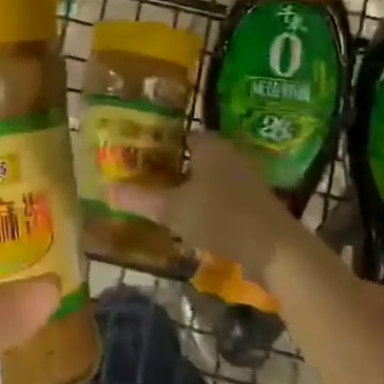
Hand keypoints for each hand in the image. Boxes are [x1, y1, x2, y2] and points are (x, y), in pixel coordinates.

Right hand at [113, 131, 305, 283]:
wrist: (276, 250)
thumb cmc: (220, 217)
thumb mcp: (172, 209)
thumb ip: (140, 198)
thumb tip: (107, 188)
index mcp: (209, 144)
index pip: (179, 133)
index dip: (157, 143)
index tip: (137, 155)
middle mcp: (229, 153)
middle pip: (194, 154)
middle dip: (172, 166)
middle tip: (145, 178)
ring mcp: (246, 177)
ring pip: (209, 176)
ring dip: (190, 187)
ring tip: (164, 200)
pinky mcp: (256, 202)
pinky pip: (223, 195)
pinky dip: (208, 203)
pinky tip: (192, 220)